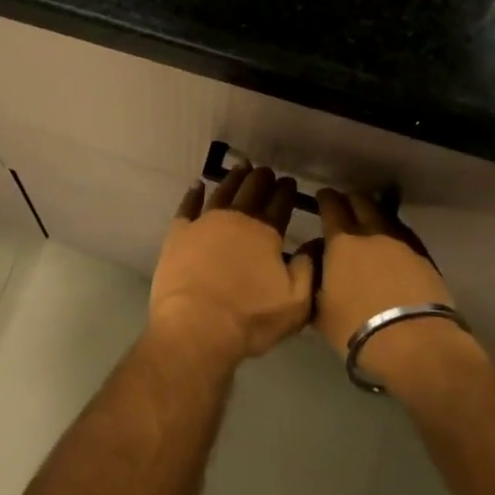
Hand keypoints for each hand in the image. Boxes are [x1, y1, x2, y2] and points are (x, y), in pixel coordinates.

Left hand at [151, 165, 314, 365]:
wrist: (196, 327)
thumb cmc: (249, 318)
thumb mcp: (296, 303)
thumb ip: (308, 270)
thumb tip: (315, 244)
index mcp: (266, 231)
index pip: (280, 203)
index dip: (287, 191)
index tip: (290, 182)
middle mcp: (236, 218)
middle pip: (252, 189)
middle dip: (262, 178)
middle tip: (266, 171)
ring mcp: (204, 222)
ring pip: (222, 191)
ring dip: (234, 178)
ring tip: (241, 168)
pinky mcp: (179, 233)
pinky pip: (188, 205)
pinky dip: (194, 193)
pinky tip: (198, 185)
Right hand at [309, 191, 482, 385]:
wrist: (415, 344)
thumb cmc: (357, 328)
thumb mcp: (319, 309)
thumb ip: (313, 279)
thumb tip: (316, 259)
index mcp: (342, 241)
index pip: (331, 205)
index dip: (325, 198)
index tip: (321, 197)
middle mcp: (372, 232)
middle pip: (361, 201)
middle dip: (349, 200)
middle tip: (343, 209)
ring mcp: (402, 242)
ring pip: (384, 214)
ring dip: (373, 213)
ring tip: (367, 225)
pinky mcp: (424, 256)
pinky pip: (403, 232)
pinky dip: (392, 232)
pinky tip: (389, 245)